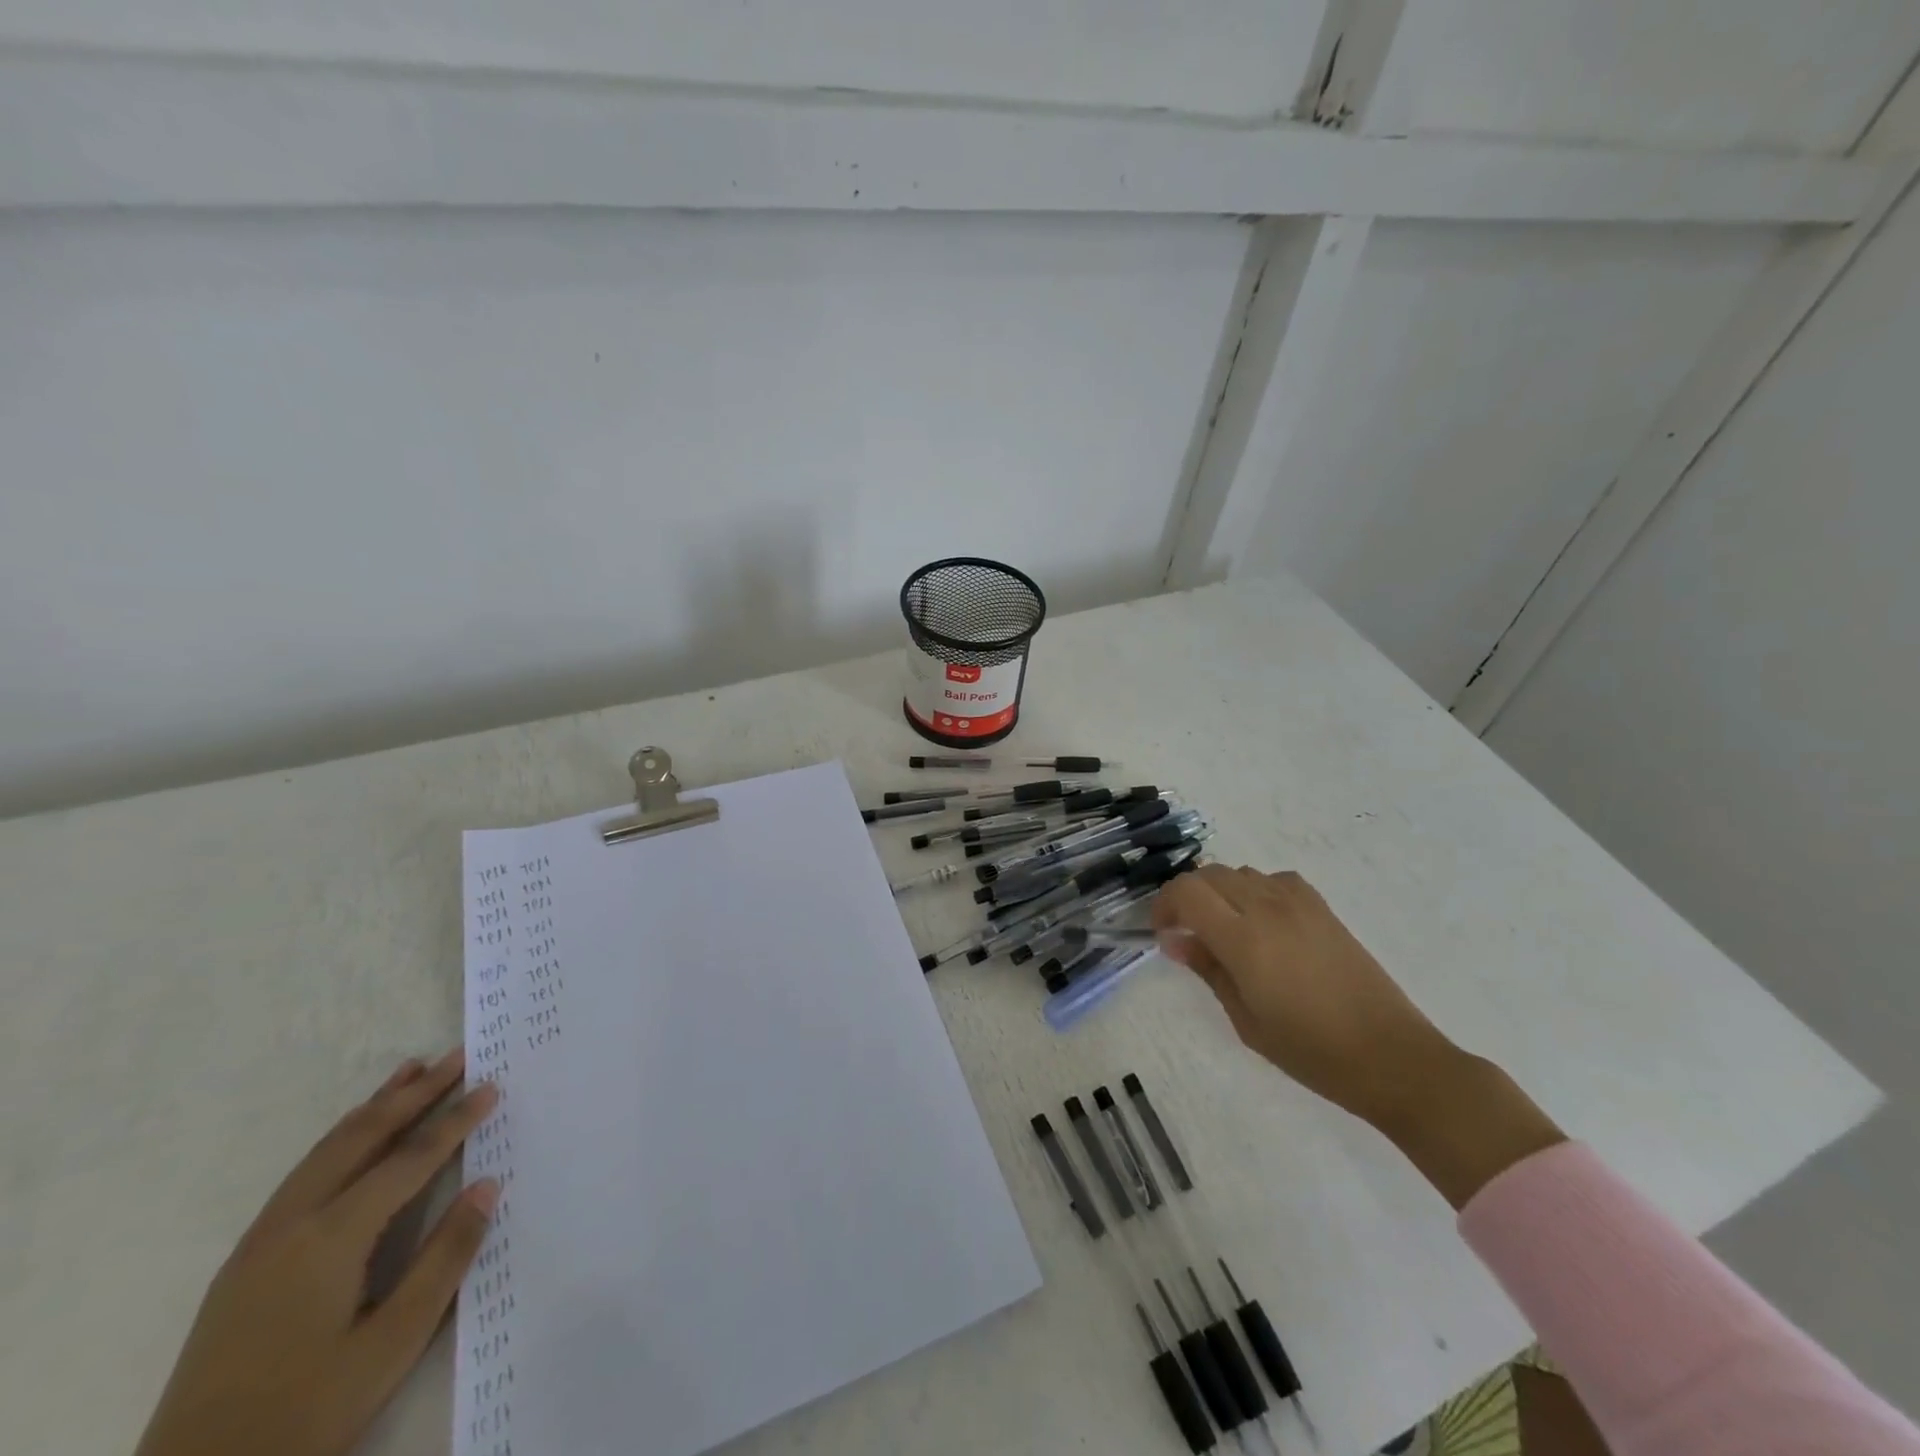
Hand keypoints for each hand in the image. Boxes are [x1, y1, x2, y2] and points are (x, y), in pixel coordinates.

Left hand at [135, 1050, 499, 1455]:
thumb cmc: (304, 1412)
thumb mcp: (391, 1344)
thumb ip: (444, 1259)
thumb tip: (486, 1186)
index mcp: (330, 1239)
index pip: (409, 1160)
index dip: (454, 1120)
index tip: (491, 1085)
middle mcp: (292, 1224)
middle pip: (362, 1137)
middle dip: (414, 1093)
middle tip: (457, 1056)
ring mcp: (261, 1241)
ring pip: (327, 1149)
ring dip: (374, 1107)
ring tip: (410, 1071)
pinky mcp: (246, 1261)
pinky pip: (305, 1173)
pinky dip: (342, 1138)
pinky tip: (356, 1137)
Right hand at [1154, 867, 1562, 1206]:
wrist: (1391, 1056)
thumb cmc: (1311, 1051)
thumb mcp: (1246, 1020)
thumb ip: (1208, 971)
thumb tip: (1174, 941)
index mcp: (1244, 939)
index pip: (1187, 892)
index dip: (1164, 905)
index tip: (1162, 934)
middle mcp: (1268, 908)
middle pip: (1210, 875)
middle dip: (1187, 897)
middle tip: (1185, 933)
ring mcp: (1299, 903)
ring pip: (1241, 873)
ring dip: (1220, 892)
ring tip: (1222, 929)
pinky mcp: (1322, 908)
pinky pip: (1274, 879)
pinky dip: (1255, 889)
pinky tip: (1262, 922)